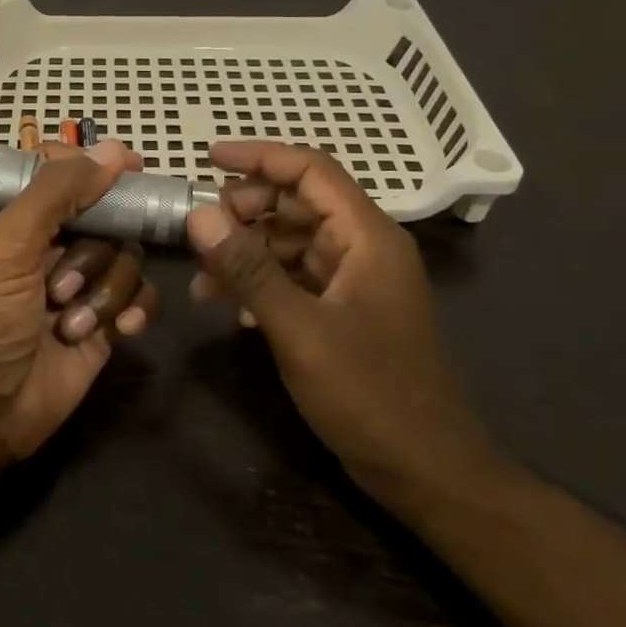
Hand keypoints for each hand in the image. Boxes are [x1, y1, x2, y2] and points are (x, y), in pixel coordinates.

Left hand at [0, 140, 158, 459]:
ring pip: (127, 257)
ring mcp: (82, 285)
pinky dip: (133, 310)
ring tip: (68, 322)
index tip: (130, 165)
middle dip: (93, 251)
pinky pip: (141, 297)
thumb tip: (111, 150)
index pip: (65, 174)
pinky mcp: (104, 323)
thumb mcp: (7, 245)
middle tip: (64, 282)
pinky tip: (117, 330)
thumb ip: (57, 192)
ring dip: (103, 290)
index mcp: (19, 219)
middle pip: (107, 216)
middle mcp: (53, 246)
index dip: (96, 167)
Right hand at [185, 141, 507, 511]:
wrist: (426, 470)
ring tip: (203, 281)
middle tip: (199, 234)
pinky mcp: (344, 311)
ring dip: (246, 253)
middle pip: (297, 203)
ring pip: (291, 243)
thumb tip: (199, 214)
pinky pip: (295, 278)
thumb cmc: (369, 394)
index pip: (311, 170)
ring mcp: (355, 281)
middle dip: (244, 211)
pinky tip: (232, 309)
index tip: (206, 158)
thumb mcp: (299, 329)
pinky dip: (261, 284)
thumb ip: (248, 268)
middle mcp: (364, 248)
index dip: (259, 156)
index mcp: (367, 237)